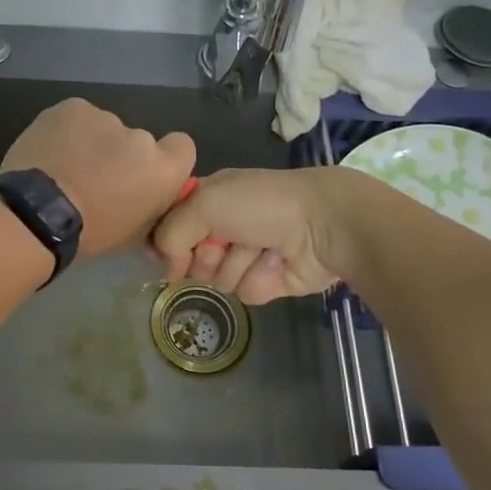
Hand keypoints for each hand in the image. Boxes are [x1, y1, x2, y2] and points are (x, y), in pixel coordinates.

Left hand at [1, 100, 195, 258]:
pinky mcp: (73, 107)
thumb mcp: (132, 234)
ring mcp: (106, 118)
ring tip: (63, 167)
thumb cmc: (89, 234)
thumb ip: (149, 207)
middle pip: (137, 141)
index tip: (141, 174)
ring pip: (103, 129)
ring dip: (91, 143)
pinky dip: (66, 132)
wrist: (37, 215)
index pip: (182, 147)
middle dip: (119, 155)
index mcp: (163, 170)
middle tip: (93, 178)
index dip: (165, 157)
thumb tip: (145, 200)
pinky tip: (49, 152)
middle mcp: (142, 138)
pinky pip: (76, 118)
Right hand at [150, 168, 360, 302]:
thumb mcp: (204, 203)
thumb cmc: (261, 204)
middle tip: (226, 242)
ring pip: (217, 278)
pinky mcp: (266, 280)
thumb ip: (170, 231)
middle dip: (206, 255)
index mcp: (208, 197)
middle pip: (190, 258)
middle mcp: (223, 225)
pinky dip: (260, 279)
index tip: (170, 250)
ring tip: (261, 249)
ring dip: (237, 265)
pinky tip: (277, 264)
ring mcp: (245, 254)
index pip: (170, 225)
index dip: (168, 240)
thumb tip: (167, 266)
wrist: (323, 225)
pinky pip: (245, 292)